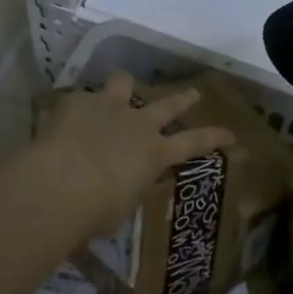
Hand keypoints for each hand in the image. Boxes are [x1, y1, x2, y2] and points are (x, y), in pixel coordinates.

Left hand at [37, 72, 234, 236]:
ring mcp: (110, 107)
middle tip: (193, 93)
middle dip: (183, 99)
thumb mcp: (122, 206)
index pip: (194, 143)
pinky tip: (65, 118)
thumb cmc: (97, 210)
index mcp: (154, 154)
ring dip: (124, 85)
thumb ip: (127, 189)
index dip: (214, 137)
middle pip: (168, 105)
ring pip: (124, 82)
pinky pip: (81, 98)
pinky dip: (77, 108)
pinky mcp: (78, 101)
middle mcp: (138, 124)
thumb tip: (120, 188)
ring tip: (121, 85)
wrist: (61, 184)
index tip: (231, 134)